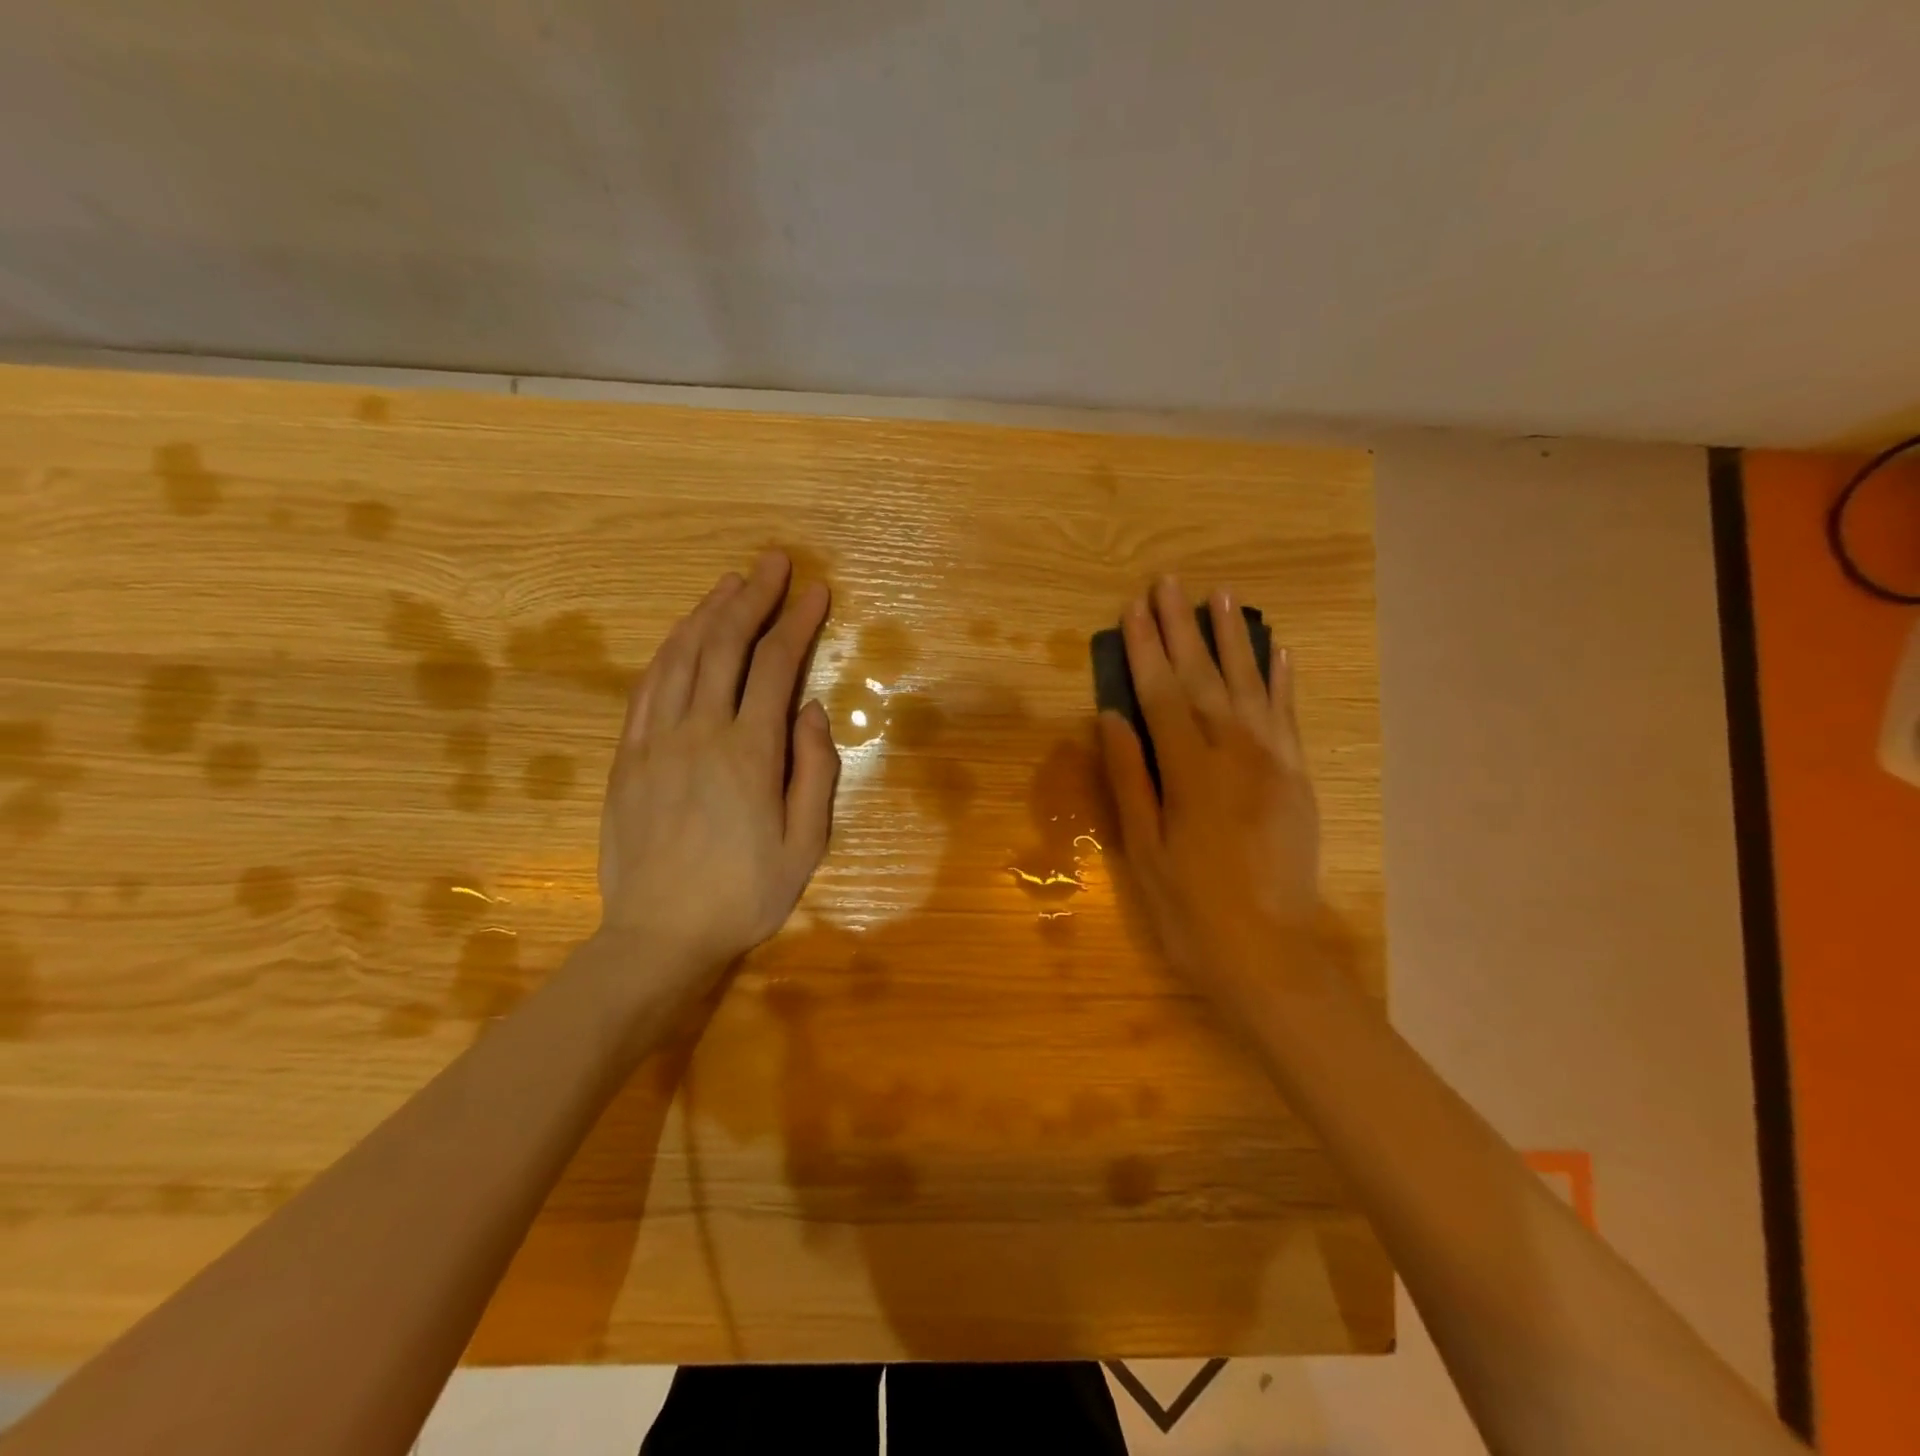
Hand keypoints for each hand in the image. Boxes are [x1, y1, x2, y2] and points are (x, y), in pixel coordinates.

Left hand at [596, 553, 838, 991]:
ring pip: (681, 657)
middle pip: (725, 646)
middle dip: (753, 598)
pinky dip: (668, 650)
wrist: (659, 936)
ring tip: (730, 584)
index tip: (815, 591)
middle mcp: (700, 732)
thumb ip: (815, 771)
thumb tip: (812, 710)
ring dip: (707, 613)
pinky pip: (647, 687)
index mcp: (749, 753)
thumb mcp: (806, 844)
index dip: (797, 623)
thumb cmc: (744, 894)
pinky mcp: (627, 756)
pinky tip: (683, 634)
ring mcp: (655, 741)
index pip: (776, 667)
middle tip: (773, 562)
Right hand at [1098, 577, 1320, 1001]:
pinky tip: (1279, 649)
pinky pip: (1289, 717)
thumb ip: (1130, 778)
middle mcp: (1237, 755)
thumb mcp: (1144, 852)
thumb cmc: (1192, 911)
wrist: (1272, 957)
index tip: (1134, 606)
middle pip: (1205, 678)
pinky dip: (1283, 680)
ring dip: (1234, 639)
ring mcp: (1275, 764)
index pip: (1162, 695)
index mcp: (1192, 774)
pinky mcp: (1298, 778)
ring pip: (1251, 686)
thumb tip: (1111, 717)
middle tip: (1170, 582)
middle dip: (1183, 628)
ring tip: (1223, 596)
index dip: (1146, 649)